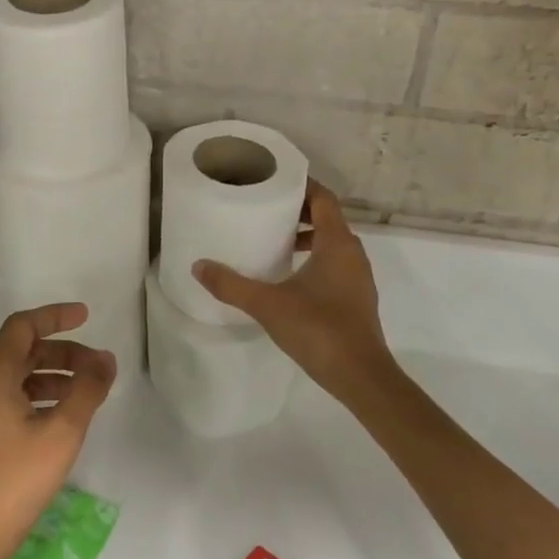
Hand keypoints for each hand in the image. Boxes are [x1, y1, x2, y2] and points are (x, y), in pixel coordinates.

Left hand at [0, 303, 115, 558]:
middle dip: (62, 351)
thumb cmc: (15, 479)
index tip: (87, 316)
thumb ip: (87, 390)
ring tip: (88, 392)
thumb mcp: (61, 432)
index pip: (22, 326)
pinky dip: (41, 397)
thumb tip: (105, 358)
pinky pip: (13, 400)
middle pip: (22, 351)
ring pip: (19, 377)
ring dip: (54, 375)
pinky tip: (64, 418)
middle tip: (98, 366)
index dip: (55, 316)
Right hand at [193, 180, 397, 401]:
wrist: (360, 376)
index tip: (274, 183)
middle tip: (266, 211)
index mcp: (337, 243)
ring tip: (274, 243)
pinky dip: (315, 259)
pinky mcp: (356, 298)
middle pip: (328, 218)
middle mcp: (353, 253)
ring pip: (333, 243)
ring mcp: (358, 277)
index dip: (301, 186)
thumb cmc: (318, 329)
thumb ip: (231, 285)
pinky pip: (335, 264)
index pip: (324, 198)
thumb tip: (198, 266)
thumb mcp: (267, 304)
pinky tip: (290, 278)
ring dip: (307, 238)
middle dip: (299, 212)